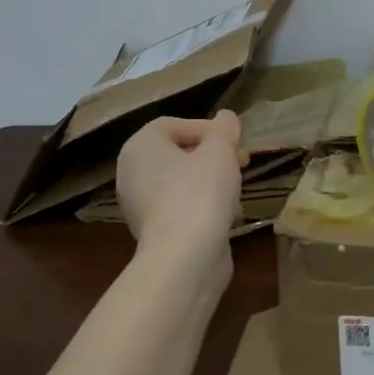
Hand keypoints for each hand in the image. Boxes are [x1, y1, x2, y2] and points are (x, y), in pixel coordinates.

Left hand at [115, 111, 246, 254]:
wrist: (184, 257)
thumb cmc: (200, 193)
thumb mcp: (220, 151)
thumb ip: (224, 129)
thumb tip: (226, 117)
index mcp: (140, 146)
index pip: (174, 124)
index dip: (208, 128)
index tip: (234, 140)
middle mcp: (132, 172)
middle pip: (177, 152)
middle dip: (212, 153)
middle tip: (241, 160)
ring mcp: (139, 204)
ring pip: (180, 180)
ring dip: (210, 178)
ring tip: (237, 186)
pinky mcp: (153, 230)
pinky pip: (179, 205)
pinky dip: (201, 203)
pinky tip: (226, 212)